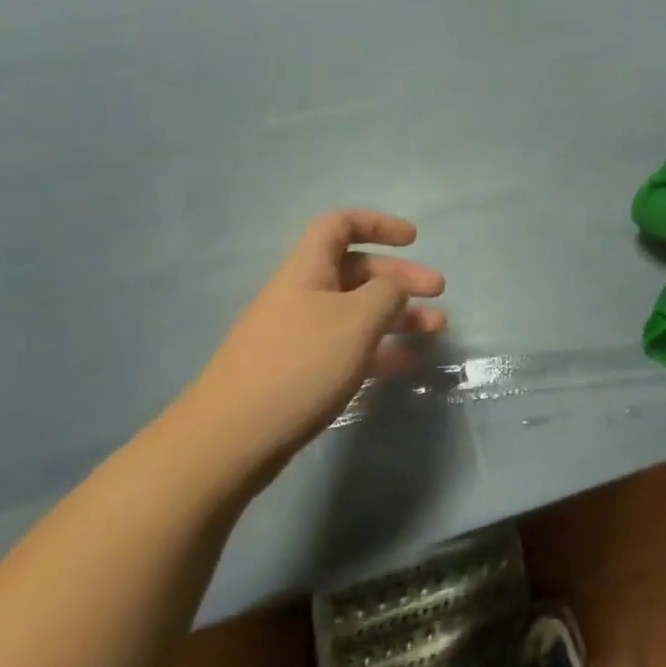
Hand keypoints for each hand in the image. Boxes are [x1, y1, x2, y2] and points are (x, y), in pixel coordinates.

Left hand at [181, 210, 445, 476]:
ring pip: (357, 312)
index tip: (413, 240)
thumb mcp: (356, 320)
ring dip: (398, 315)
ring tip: (435, 328)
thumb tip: (396, 288)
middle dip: (400, 277)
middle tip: (438, 291)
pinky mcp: (299, 373)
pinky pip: (348, 347)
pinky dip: (379, 349)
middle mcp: (302, 295)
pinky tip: (407, 363)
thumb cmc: (299, 366)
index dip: (378, 224)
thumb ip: (387, 293)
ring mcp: (298, 336)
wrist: (228, 442)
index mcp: (307, 270)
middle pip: (356, 270)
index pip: (340, 225)